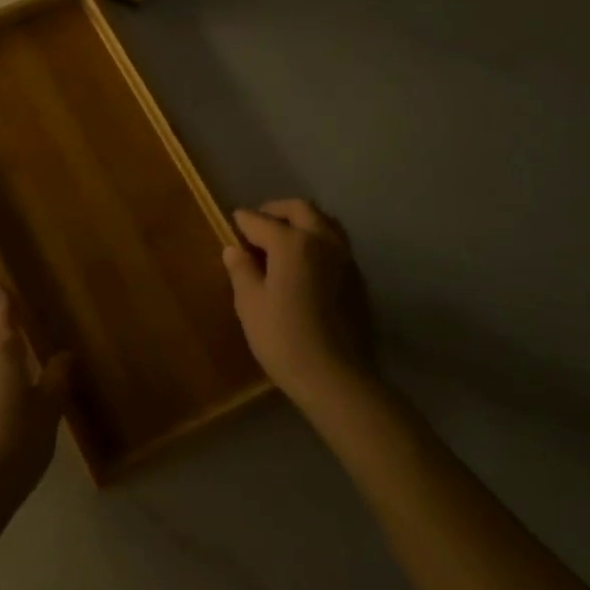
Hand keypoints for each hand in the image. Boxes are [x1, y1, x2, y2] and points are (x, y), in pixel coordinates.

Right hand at [222, 198, 375, 415]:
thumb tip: (235, 249)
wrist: (337, 379)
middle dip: (276, 211)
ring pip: (325, 223)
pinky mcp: (358, 280)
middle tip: (258, 225)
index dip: (242, 222)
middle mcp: (323, 241)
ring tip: (284, 240)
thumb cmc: (284, 338)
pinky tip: (305, 264)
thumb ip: (242, 270)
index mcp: (292, 243)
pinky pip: (336, 245)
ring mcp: (345, 259)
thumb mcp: (249, 303)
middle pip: (300, 210)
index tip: (231, 224)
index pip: (260, 221)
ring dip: (303, 222)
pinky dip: (318, 241)